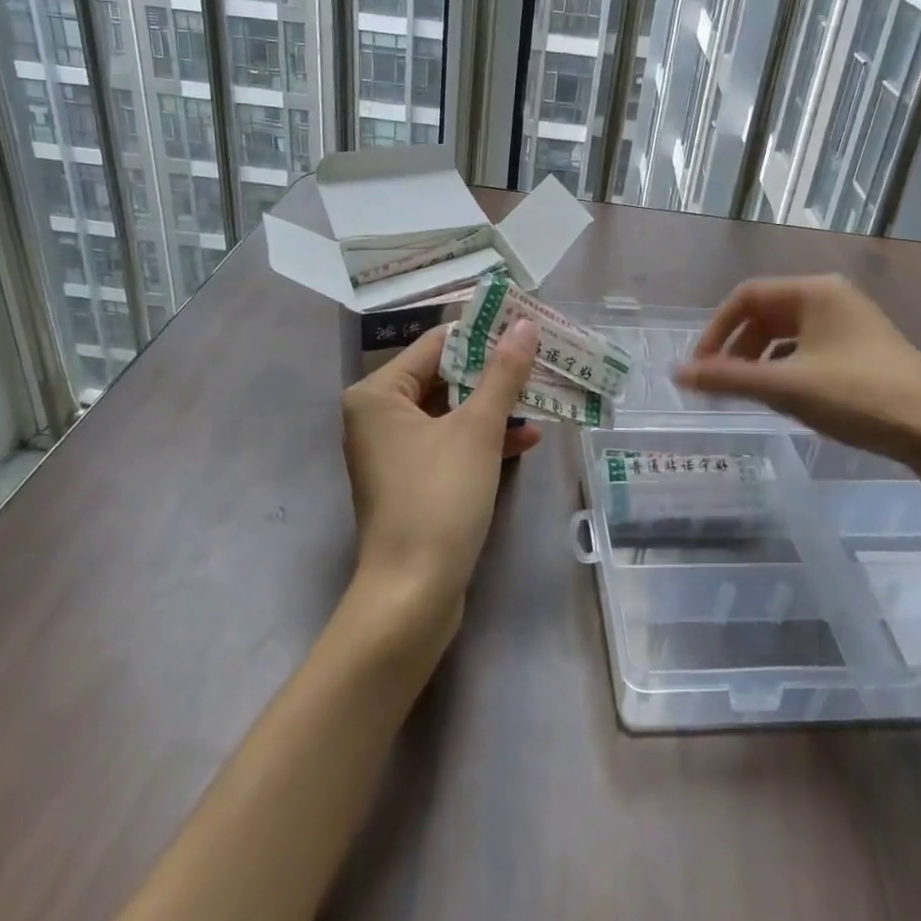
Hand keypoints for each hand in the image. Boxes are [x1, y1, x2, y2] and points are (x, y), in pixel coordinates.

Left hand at [340, 319, 541, 625]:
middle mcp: (378, 416)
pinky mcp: (411, 481)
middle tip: (540, 357)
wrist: (412, 596)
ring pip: (451, 412)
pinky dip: (483, 440)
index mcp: (378, 393)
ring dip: (494, 407)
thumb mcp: (477, 430)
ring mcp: (393, 451)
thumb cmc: (439, 499)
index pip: (437, 344)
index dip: (483, 333)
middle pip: (444, 377)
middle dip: (494, 373)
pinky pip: (449, 444)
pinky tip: (526, 440)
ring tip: (542, 395)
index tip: (525, 324)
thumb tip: (525, 323)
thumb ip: (503, 373)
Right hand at [674, 274, 920, 476]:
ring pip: (787, 336)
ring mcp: (851, 325)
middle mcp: (832, 298)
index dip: (714, 331)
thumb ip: (727, 379)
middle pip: (766, 315)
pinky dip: (787, 371)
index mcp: (814, 291)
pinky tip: (786, 400)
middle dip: (737, 348)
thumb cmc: (861, 398)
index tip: (700, 369)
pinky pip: (809, 352)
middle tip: (719, 385)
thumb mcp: (786, 388)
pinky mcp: (864, 353)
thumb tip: (676, 374)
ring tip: (748, 395)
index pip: (745, 297)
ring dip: (760, 362)